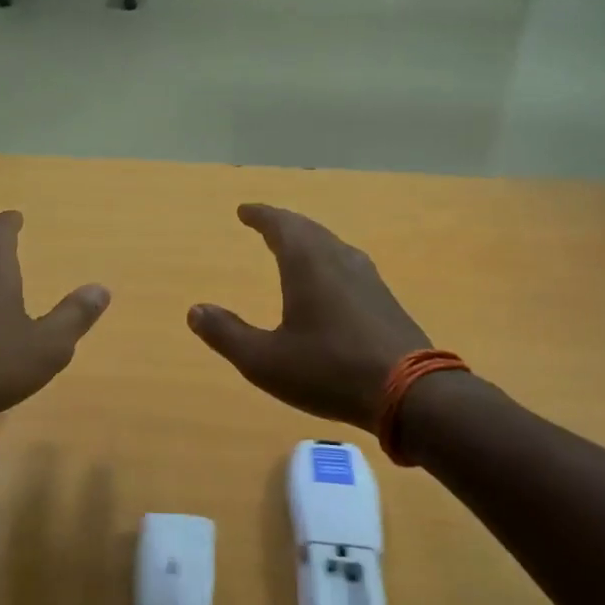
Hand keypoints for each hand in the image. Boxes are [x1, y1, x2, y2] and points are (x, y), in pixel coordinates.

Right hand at [189, 204, 430, 430]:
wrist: (409, 393)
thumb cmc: (328, 371)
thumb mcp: (264, 360)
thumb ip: (227, 334)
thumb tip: (195, 310)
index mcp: (308, 264)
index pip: (280, 225)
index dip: (260, 216)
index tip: (244, 210)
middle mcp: (339, 260)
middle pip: (308, 230)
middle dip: (283, 223)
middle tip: (265, 222)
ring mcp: (368, 278)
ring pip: (331, 245)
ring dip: (308, 240)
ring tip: (293, 246)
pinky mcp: (384, 299)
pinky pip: (347, 265)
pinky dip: (327, 260)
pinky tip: (329, 280)